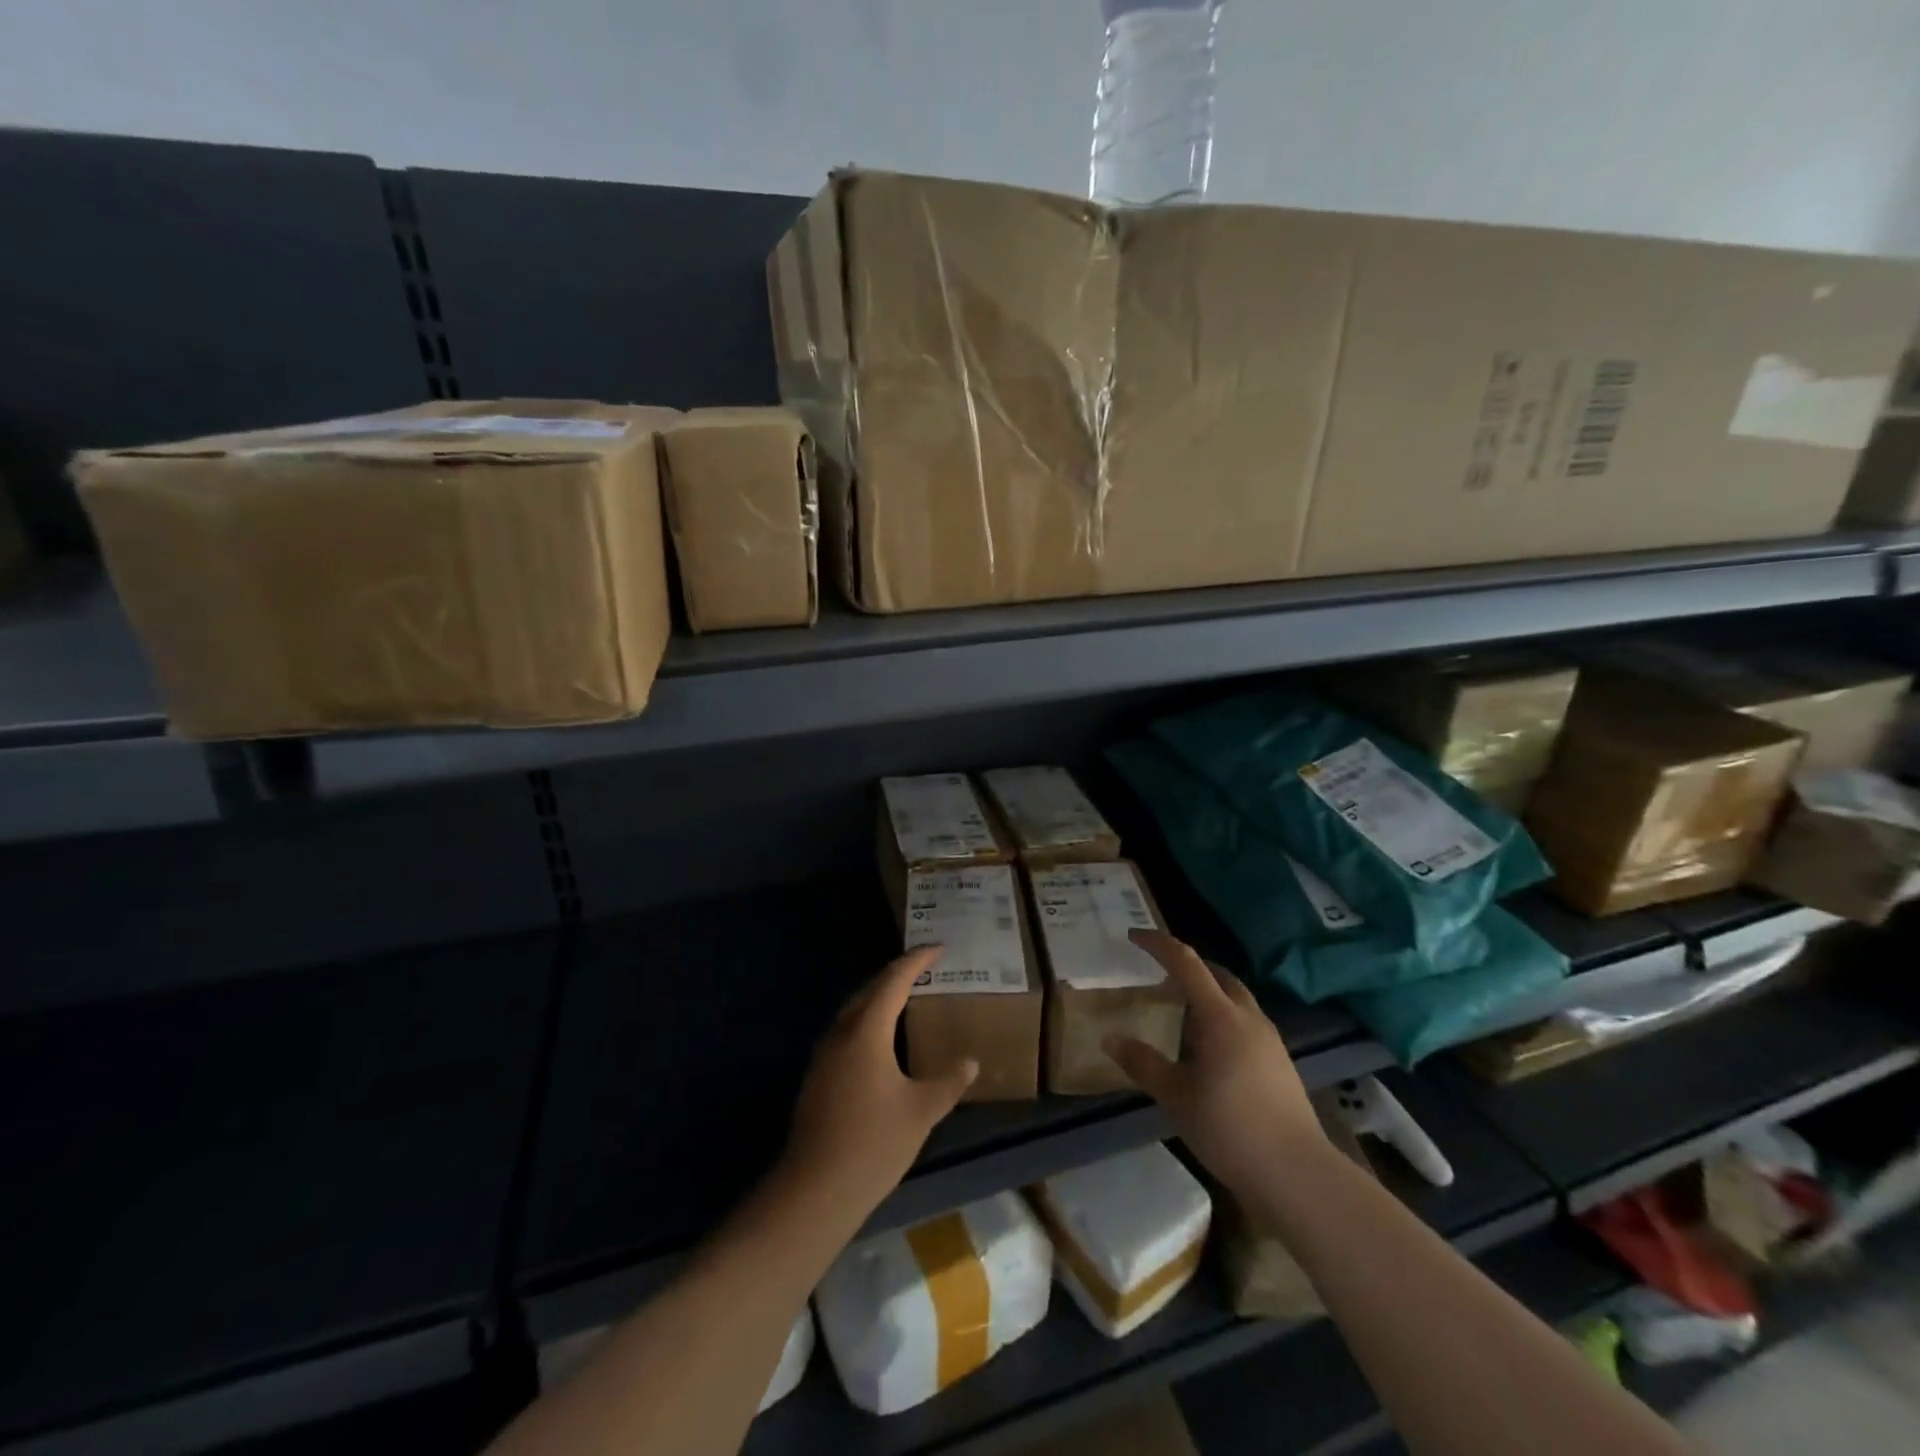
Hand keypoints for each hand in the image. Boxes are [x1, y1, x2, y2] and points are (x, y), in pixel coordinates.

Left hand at [781, 946, 977, 1218]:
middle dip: (897, 974)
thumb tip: (970, 1062)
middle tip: (925, 968)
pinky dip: (868, 1021)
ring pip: (854, 1011)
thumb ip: (948, 1082)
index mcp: (867, 1031)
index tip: (938, 947)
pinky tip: (882, 1041)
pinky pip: (847, 1031)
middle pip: (870, 990)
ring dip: (880, 998)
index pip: (894, 981)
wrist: (815, 1189)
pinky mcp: (817, 1076)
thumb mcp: (921, 1111)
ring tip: (907, 997)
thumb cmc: (874, 1142)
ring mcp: (824, 1055)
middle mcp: (841, 1033)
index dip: (916, 960)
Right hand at [1104, 930, 1324, 1195]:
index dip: (1158, 944)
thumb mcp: (1176, 1096)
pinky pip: (1245, 1022)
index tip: (1133, 937)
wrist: (1297, 1174)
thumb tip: (1110, 1038)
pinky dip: (1221, 1017)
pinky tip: (1208, 1047)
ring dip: (1207, 992)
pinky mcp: (1279, 1062)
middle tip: (1158, 973)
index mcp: (1220, 1017)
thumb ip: (1143, 1064)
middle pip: (1217, 974)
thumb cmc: (1230, 1129)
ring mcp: (1269, 1040)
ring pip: (1234, 998)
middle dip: (1187, 966)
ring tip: (1179, 1010)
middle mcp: (1248, 1018)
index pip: (1186, 963)